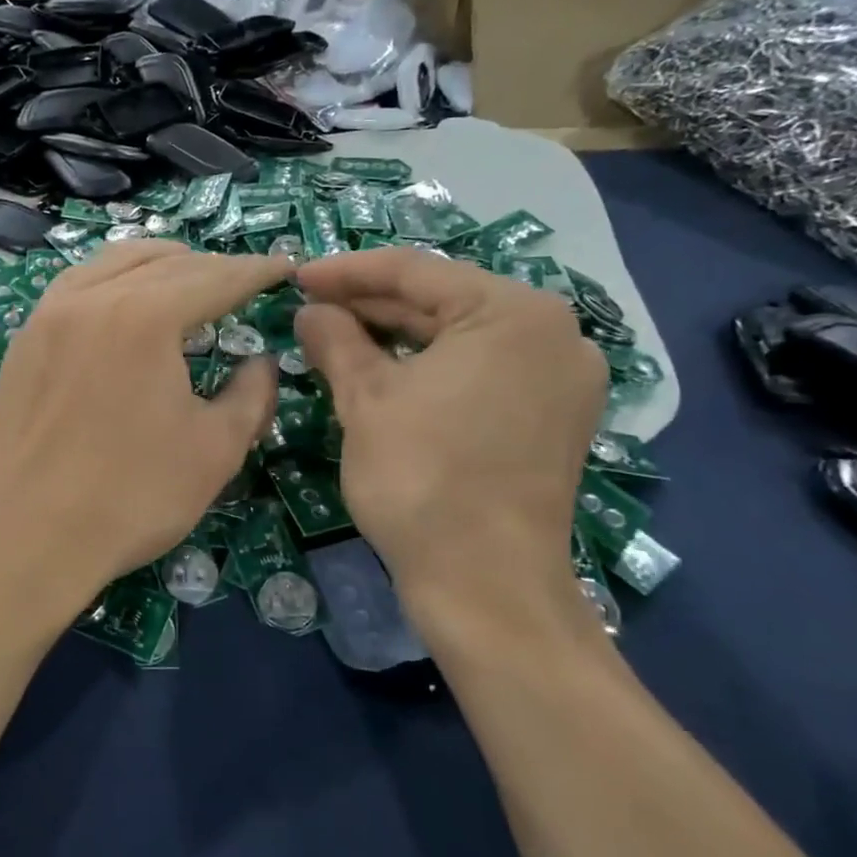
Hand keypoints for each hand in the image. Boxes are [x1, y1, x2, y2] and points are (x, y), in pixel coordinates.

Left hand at [0, 240, 289, 625]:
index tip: (283, 267)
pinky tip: (123, 302)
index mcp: (145, 315)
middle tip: (242, 281)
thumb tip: (261, 362)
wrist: (22, 537)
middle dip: (211, 267)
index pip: (214, 277)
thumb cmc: (129, 496)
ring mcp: (49, 313)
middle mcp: (93, 297)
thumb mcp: (213, 450)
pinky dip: (113, 279)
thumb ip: (250, 395)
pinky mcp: (24, 339)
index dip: (254, 271)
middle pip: (164, 263)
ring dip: (159, 264)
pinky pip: (77, 285)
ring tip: (187, 279)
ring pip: (114, 263)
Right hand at [293, 247, 607, 650]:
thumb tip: (310, 311)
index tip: (296, 277)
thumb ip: (335, 339)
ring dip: (397, 335)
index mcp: (513, 313)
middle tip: (311, 307)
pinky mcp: (553, 416)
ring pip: (462, 336)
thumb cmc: (422, 478)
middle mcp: (553, 334)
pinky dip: (430, 367)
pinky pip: (481, 370)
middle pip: (443, 301)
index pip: (415, 271)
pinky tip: (383, 369)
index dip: (346, 272)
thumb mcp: (365, 399)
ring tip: (336, 335)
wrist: (486, 585)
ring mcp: (560, 378)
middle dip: (371, 303)